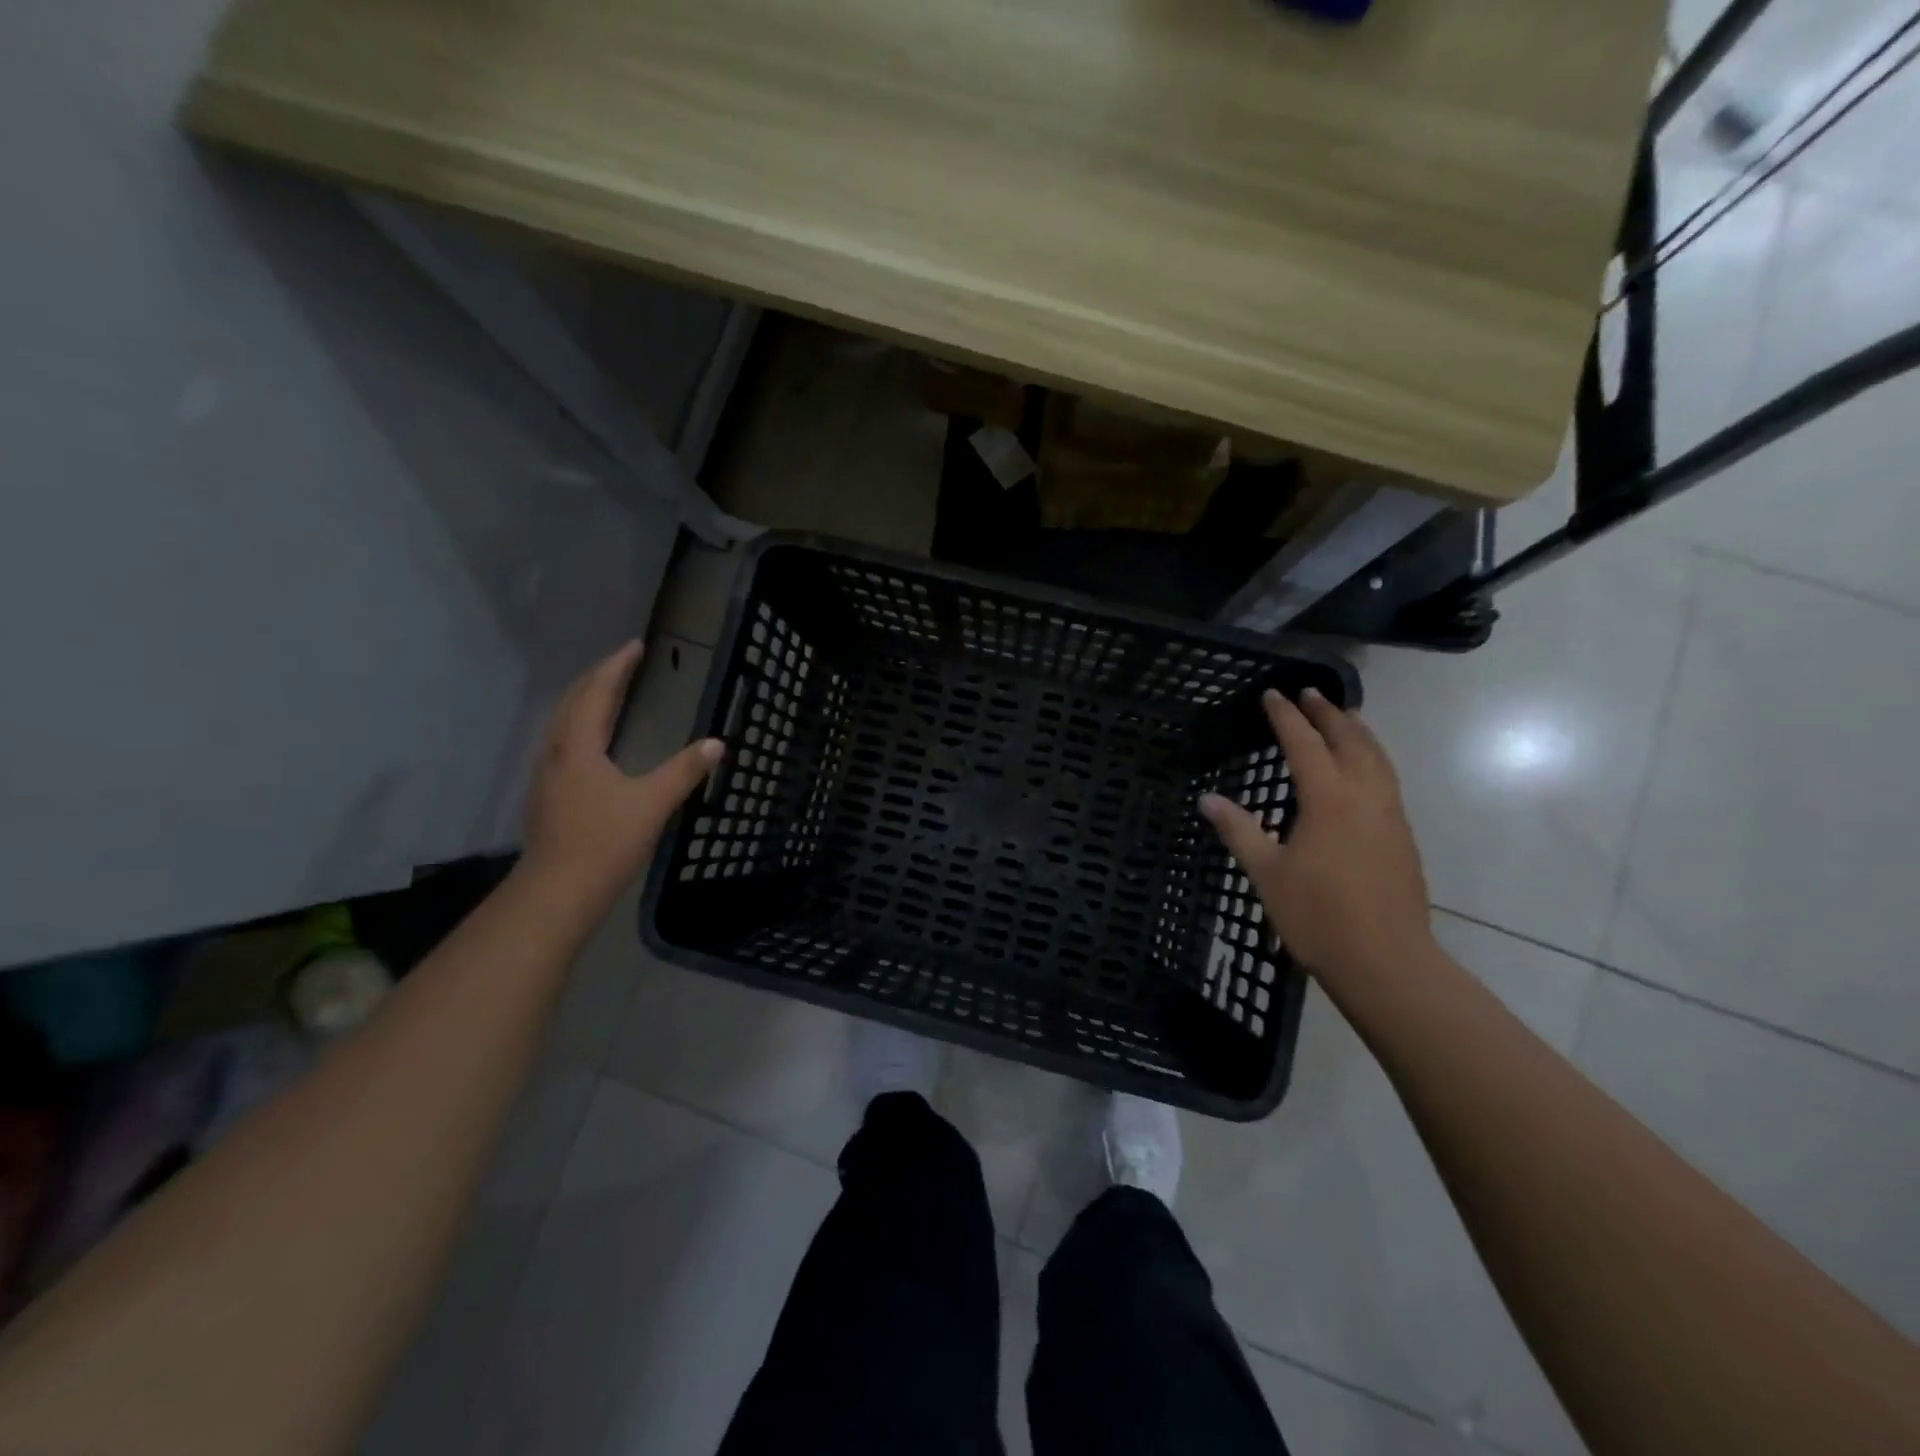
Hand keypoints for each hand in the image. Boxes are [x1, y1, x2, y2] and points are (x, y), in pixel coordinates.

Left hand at [520, 641, 722, 902]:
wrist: (557, 893)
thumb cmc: (605, 842)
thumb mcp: (653, 804)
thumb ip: (684, 771)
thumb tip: (716, 743)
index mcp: (578, 748)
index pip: (596, 694)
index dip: (616, 667)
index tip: (635, 646)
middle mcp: (556, 754)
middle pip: (572, 703)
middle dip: (597, 678)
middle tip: (623, 663)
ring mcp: (547, 777)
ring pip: (563, 724)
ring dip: (585, 701)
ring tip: (608, 693)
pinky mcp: (547, 797)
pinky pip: (563, 744)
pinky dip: (581, 727)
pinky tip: (593, 744)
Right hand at [1200, 688, 1431, 987]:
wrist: (1386, 961)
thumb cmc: (1318, 916)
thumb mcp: (1267, 873)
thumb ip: (1239, 830)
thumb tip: (1207, 798)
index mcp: (1328, 800)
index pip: (1305, 745)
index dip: (1286, 718)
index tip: (1272, 694)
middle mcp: (1364, 797)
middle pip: (1350, 741)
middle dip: (1328, 714)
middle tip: (1310, 693)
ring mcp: (1389, 816)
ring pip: (1377, 758)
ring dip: (1358, 731)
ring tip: (1345, 716)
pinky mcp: (1402, 836)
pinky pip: (1388, 779)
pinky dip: (1373, 757)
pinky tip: (1365, 768)